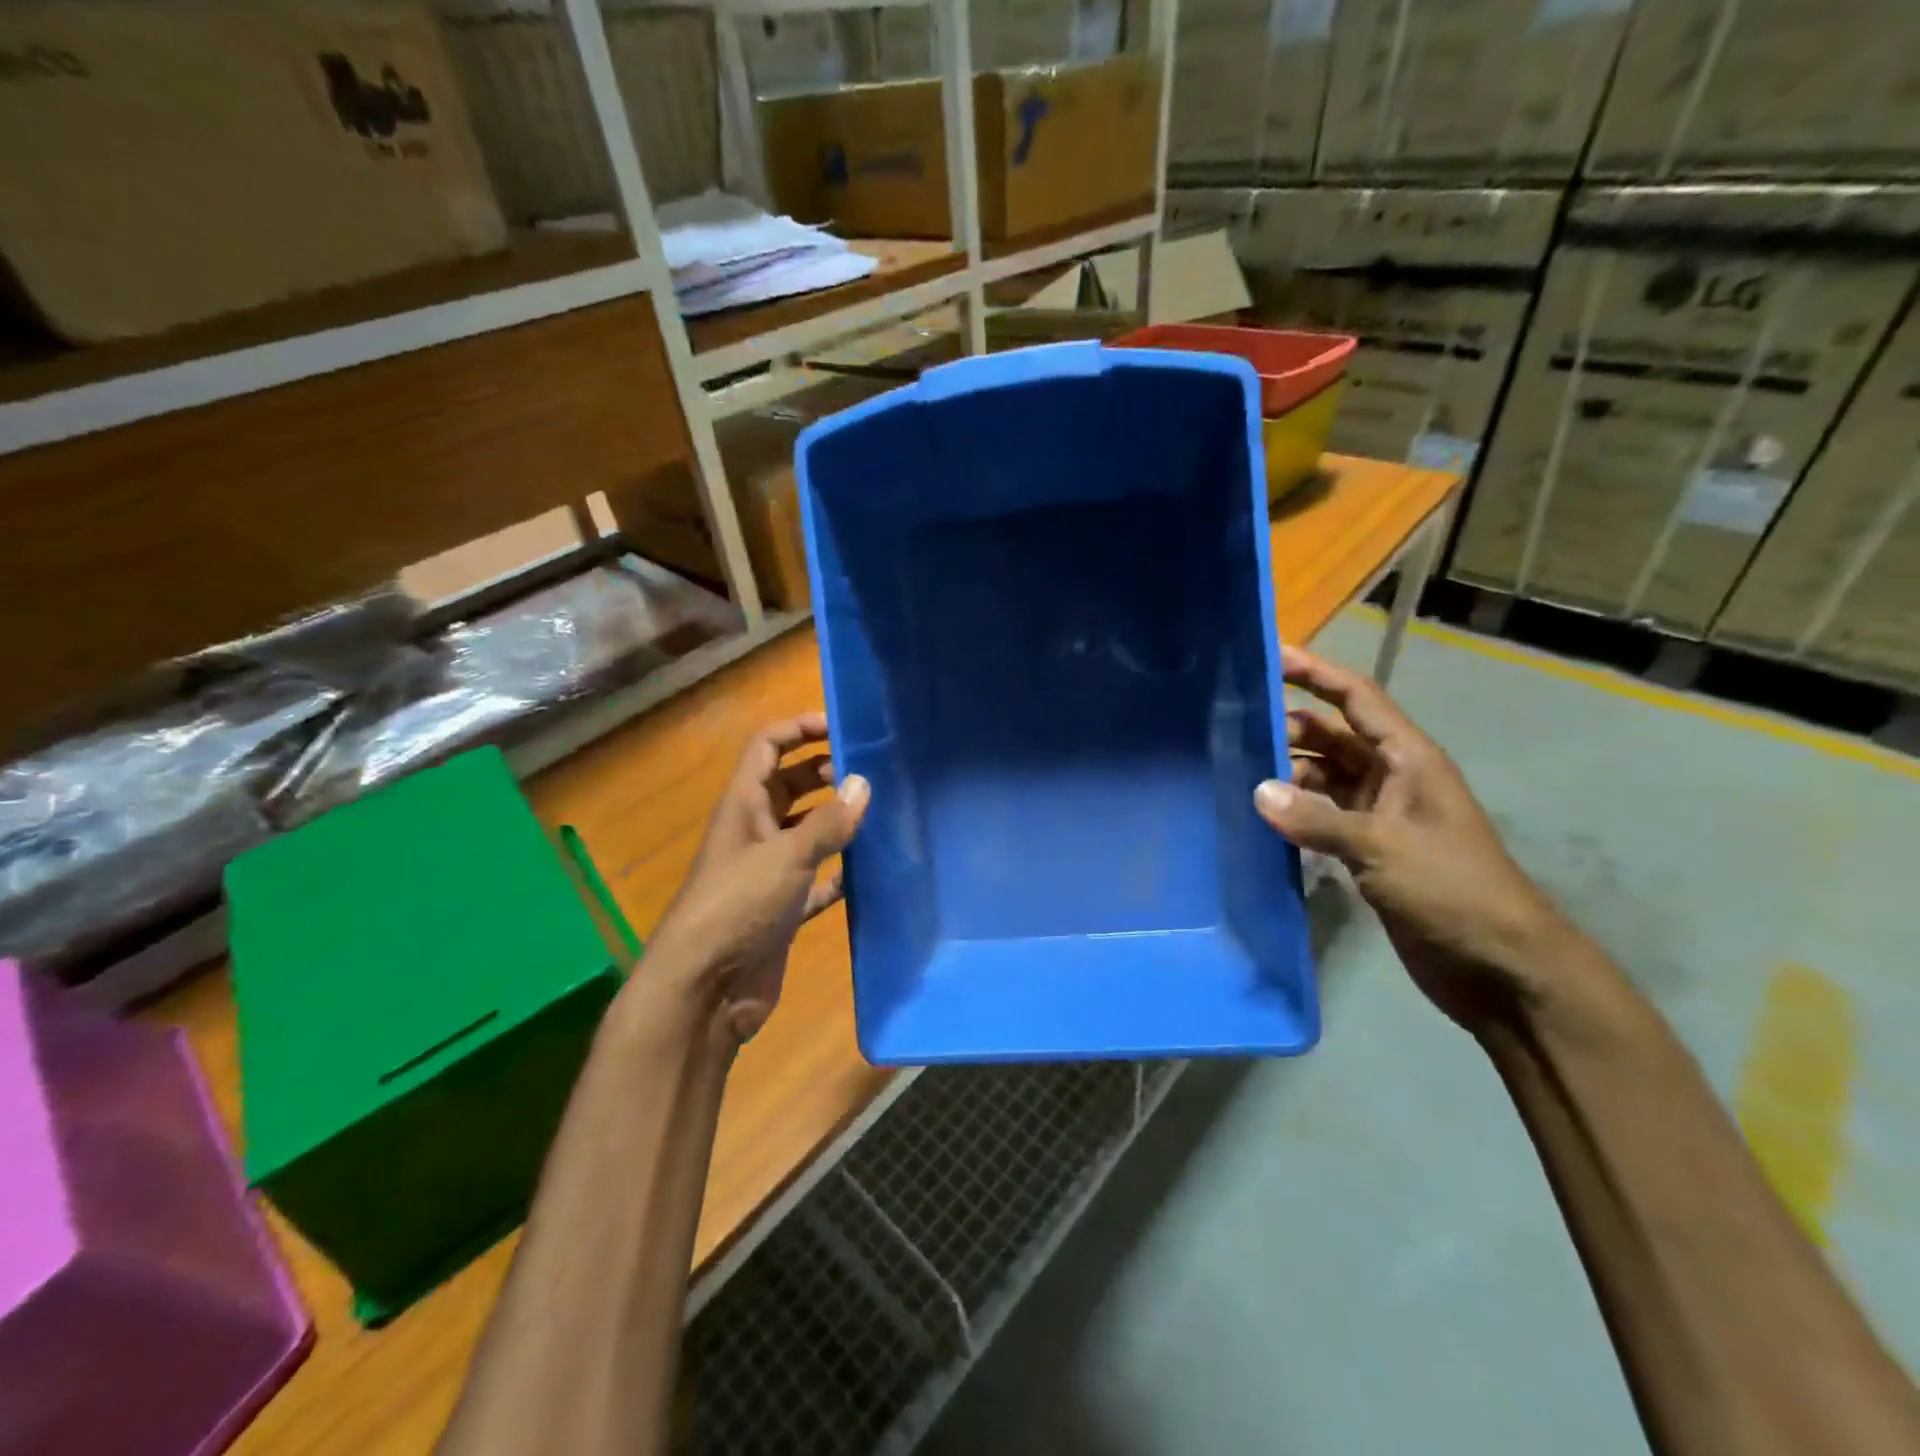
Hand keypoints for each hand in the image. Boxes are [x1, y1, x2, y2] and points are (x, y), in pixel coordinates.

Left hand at [647, 714, 868, 1042]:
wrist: (706, 990)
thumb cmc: (738, 907)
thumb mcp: (786, 856)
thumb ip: (828, 823)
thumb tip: (864, 783)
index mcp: (743, 806)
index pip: (767, 748)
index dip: (799, 730)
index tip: (842, 727)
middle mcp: (755, 832)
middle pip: (790, 787)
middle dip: (825, 774)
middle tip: (870, 773)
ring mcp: (768, 872)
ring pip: (807, 833)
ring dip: (836, 822)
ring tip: (880, 813)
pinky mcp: (783, 909)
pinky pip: (818, 881)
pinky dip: (841, 874)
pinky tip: (872, 872)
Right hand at [1254, 645, 1589, 1029]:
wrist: (1498, 966)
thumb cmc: (1452, 889)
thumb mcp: (1383, 848)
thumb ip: (1317, 820)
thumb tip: (1256, 792)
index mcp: (1407, 759)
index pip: (1356, 699)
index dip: (1316, 673)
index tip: (1272, 654)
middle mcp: (1390, 777)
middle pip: (1331, 736)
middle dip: (1288, 727)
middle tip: (1230, 726)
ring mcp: (1377, 815)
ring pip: (1321, 777)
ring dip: (1285, 774)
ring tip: (1233, 773)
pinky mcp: (1366, 850)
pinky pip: (1320, 816)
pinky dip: (1292, 813)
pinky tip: (1258, 818)